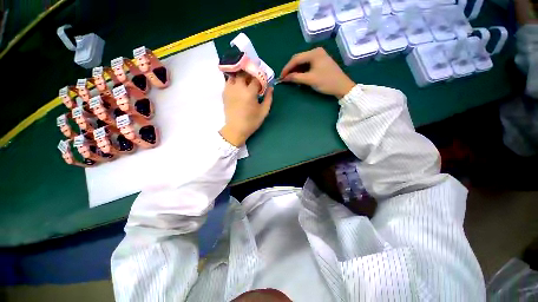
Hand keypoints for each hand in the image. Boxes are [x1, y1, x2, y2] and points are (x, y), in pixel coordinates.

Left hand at [220, 73, 272, 146]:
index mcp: (249, 92)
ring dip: (241, 77)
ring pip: (234, 75)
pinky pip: (228, 82)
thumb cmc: (251, 121)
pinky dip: (234, 81)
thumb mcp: (264, 111)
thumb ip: (269, 98)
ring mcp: (230, 90)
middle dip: (250, 75)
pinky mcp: (224, 93)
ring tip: (245, 82)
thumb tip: (271, 87)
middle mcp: (238, 88)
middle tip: (254, 80)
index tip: (263, 83)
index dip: (261, 79)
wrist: (236, 129)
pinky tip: (238, 87)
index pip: (256, 78)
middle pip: (243, 73)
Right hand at [280, 47, 355, 98]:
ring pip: (303, 63)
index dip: (287, 68)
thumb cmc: (326, 82)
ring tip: (290, 79)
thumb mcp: (310, 80)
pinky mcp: (321, 62)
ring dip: (296, 71)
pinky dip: (302, 71)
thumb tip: (284, 78)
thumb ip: (296, 78)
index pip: (296, 59)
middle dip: (291, 69)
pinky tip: (299, 77)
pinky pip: (308, 65)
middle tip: (285, 78)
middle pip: (299, 59)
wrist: (343, 87)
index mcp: (314, 53)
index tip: (281, 77)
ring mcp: (319, 57)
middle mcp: (316, 52)